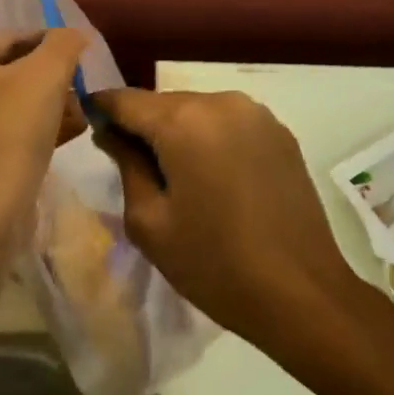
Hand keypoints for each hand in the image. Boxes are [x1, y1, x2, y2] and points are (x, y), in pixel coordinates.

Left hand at [0, 30, 87, 259]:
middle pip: (4, 71)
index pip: (10, 39)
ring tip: (77, 119)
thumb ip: (63, 44)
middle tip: (79, 95)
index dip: (52, 49)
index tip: (81, 64)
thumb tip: (74, 34)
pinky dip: (21, 131)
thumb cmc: (8, 134)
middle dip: (47, 82)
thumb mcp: (46, 77)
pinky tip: (58, 140)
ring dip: (39, 108)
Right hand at [91, 89, 362, 343]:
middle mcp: (221, 101)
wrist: (303, 294)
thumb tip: (111, 133)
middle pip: (164, 104)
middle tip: (132, 167)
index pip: (126, 100)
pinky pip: (229, 124)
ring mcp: (256, 114)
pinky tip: (215, 180)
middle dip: (143, 127)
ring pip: (198, 111)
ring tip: (178, 179)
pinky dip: (212, 140)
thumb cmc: (214, 264)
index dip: (102, 110)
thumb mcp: (151, 222)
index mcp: (184, 120)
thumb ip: (126, 165)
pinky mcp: (280, 132)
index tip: (90, 128)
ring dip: (179, 133)